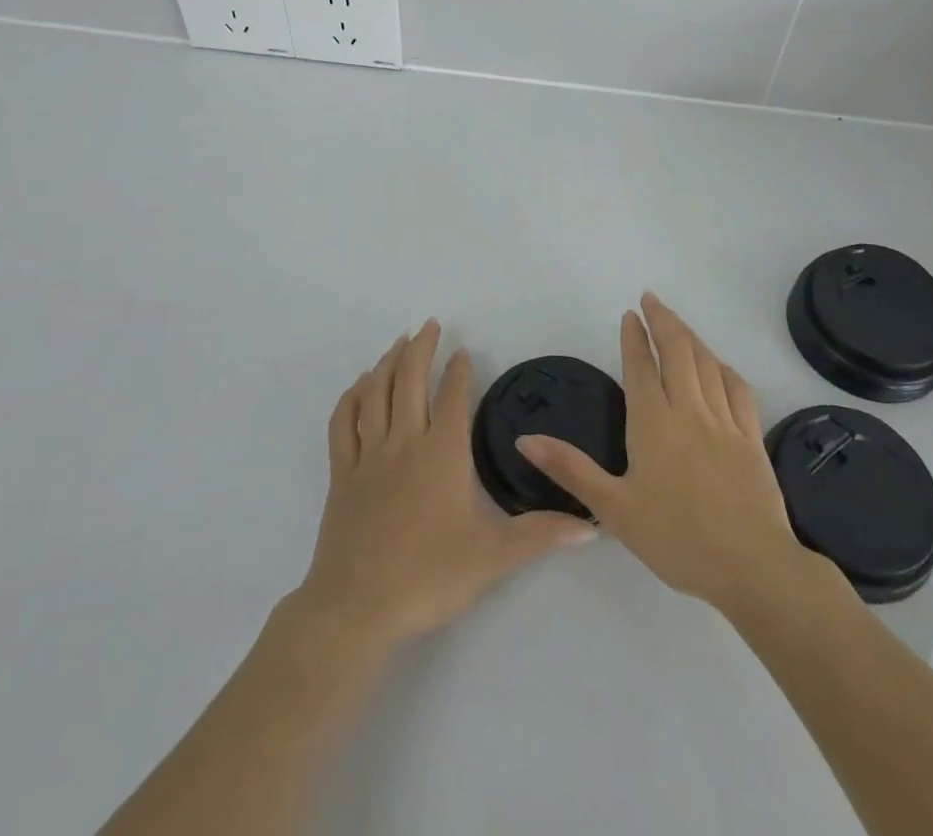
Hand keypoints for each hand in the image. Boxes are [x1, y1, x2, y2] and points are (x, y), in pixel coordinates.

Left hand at [293, 319, 595, 651]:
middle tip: (429, 324)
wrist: (357, 608)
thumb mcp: (493, 558)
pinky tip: (360, 386)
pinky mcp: (341, 474)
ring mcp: (368, 456)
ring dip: (388, 362)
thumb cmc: (428, 577)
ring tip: (398, 343)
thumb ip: (541, 536)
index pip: (453, 396)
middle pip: (411, 380)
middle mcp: (404, 442)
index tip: (463, 351)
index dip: (459, 370)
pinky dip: (351, 397)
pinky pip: (343, 423)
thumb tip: (591, 527)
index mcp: (442, 453)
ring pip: (376, 393)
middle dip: (421, 348)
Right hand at [518, 294, 813, 613]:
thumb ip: (570, 469)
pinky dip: (724, 368)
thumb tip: (525, 438)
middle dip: (663, 320)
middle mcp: (689, 410)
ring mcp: (724, 420)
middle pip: (677, 351)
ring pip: (707, 363)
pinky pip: (738, 388)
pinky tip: (719, 366)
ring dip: (691, 337)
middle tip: (651, 300)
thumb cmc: (676, 539)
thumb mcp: (614, 509)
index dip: (634, 337)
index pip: (641, 366)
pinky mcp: (751, 436)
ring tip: (678, 324)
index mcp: (653, 422)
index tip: (630, 314)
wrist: (752, 566)